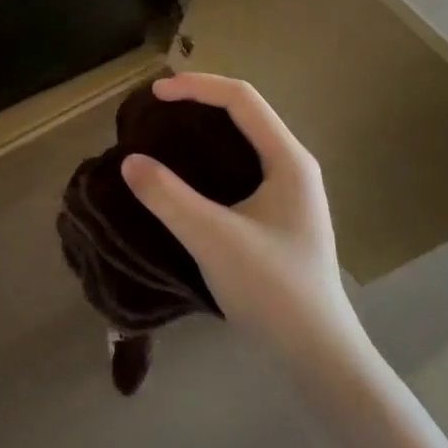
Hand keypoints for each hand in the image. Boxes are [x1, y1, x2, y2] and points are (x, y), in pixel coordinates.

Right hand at [121, 74, 360, 363]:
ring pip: (243, 140)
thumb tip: (128, 161)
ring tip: (165, 135)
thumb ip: (168, 197)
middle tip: (156, 111)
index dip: (196, 86)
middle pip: (244, 112)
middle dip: (199, 102)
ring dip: (205, 129)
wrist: (319, 360)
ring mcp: (290, 192)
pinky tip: (187, 177)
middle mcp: (293, 166)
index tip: (155, 94)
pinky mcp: (280, 216)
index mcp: (288, 159)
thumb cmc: (273, 292)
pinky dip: (211, 158)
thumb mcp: (214, 240)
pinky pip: (242, 166)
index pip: (241, 98)